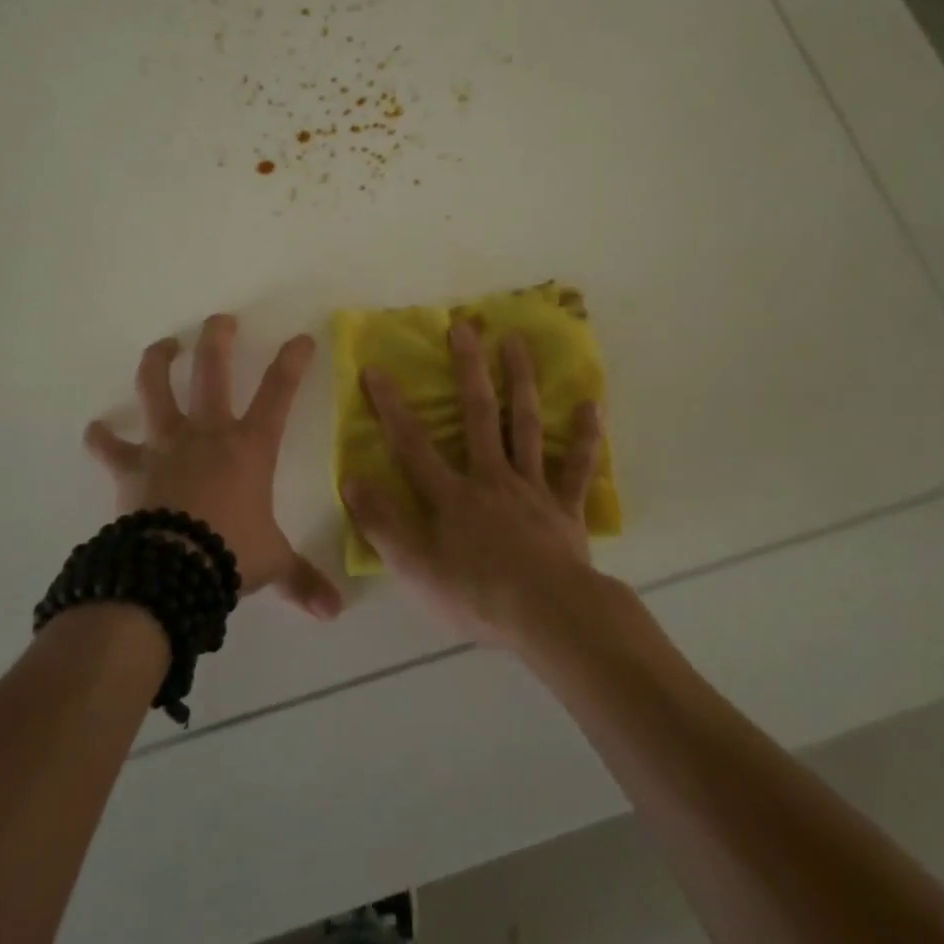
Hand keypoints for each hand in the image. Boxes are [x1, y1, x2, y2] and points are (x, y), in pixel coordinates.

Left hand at [84, 314, 342, 620]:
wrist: (172, 569)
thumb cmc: (230, 553)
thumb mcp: (272, 564)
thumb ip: (303, 580)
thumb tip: (334, 612)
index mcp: (249, 446)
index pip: (279, 392)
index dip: (292, 361)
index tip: (301, 338)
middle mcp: (208, 432)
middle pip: (213, 371)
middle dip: (218, 339)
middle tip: (220, 321)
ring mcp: (166, 444)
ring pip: (157, 389)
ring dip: (159, 363)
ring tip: (163, 347)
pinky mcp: (131, 467)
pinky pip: (110, 447)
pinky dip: (101, 438)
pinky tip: (96, 430)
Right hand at [343, 322, 604, 647]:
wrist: (549, 617)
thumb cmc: (477, 596)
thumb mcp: (415, 568)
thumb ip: (382, 523)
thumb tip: (351, 478)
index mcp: (452, 495)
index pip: (413, 443)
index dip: (391, 406)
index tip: (375, 367)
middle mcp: (491, 477)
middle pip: (479, 415)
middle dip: (468, 369)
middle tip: (464, 325)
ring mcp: (532, 488)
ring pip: (526, 425)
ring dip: (521, 381)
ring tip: (517, 341)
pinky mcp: (565, 508)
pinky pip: (577, 467)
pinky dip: (586, 437)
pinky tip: (592, 404)